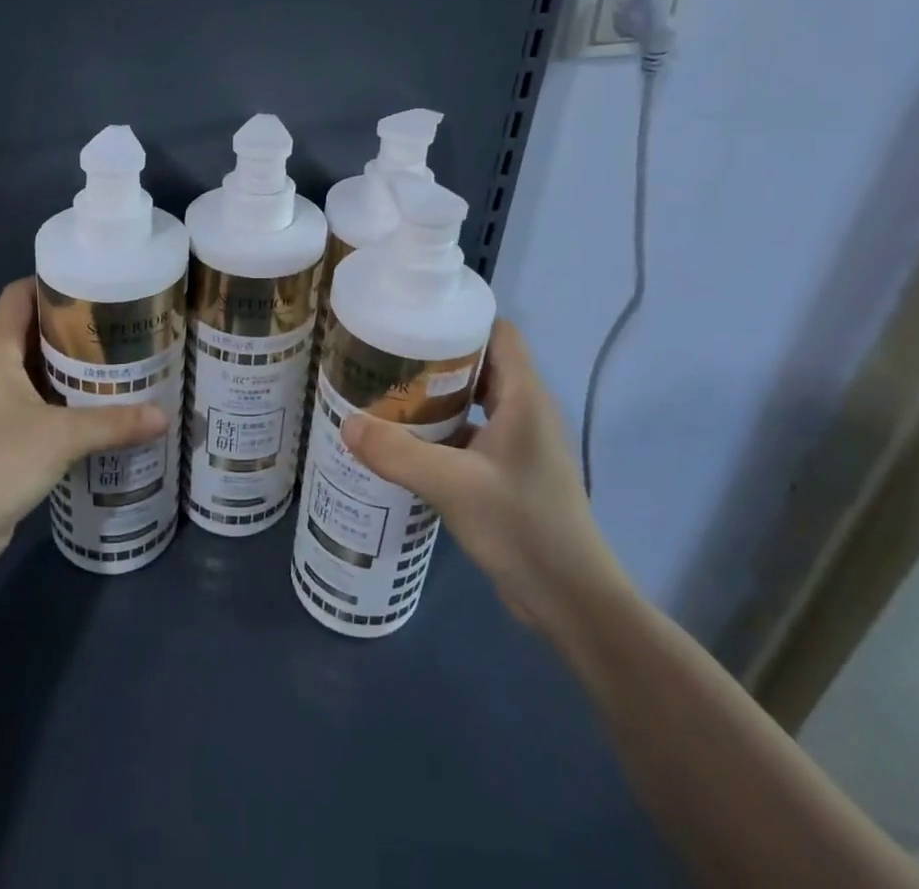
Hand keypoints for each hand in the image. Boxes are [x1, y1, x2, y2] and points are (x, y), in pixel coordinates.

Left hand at [0, 278, 167, 575]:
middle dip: (75, 326)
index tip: (95, 281)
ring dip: (74, 368)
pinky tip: (103, 410)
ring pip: (39, 372)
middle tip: (122, 324)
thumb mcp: (60, 437)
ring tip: (121, 362)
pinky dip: (68, 403)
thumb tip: (164, 416)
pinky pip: (41, 406)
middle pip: (34, 332)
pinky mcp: (4, 440)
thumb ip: (113, 423)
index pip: (17, 296)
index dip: (51, 282)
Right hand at [339, 319, 613, 628]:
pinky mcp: (510, 471)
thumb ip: (398, 454)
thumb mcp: (453, 486)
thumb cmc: (523, 528)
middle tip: (387, 357)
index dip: (460, 318)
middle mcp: (526, 410)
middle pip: (481, 363)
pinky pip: (473, 433)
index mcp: (524, 397)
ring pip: (475, 401)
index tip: (414, 319)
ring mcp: (520, 442)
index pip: (499, 332)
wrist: (572, 601)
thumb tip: (347, 424)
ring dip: (437, 396)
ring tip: (388, 394)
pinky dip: (443, 430)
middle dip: (436, 357)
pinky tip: (407, 442)